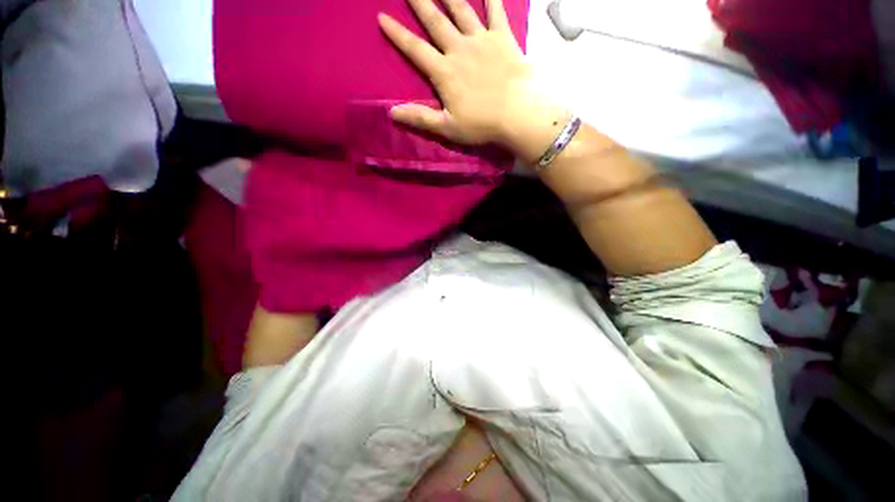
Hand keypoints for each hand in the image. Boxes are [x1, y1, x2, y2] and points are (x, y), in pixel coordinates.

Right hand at [379, 0, 560, 154]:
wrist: (519, 113)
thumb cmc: (482, 124)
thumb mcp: (448, 128)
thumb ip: (420, 118)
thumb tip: (391, 112)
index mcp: (445, 72)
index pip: (415, 50)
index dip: (398, 35)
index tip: (382, 17)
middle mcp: (460, 49)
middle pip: (436, 22)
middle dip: (420, 3)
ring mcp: (482, 41)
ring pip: (462, 10)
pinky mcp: (503, 38)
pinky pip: (496, 12)